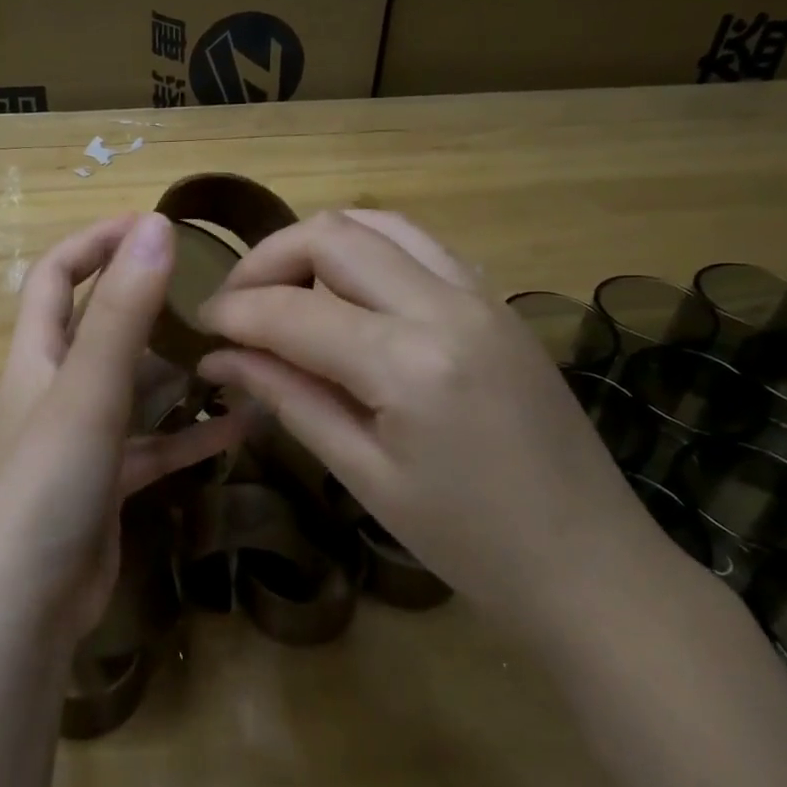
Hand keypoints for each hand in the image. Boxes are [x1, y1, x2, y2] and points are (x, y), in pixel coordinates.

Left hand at [0, 213, 247, 641]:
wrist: (25, 607)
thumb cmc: (45, 486)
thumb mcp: (87, 391)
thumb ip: (122, 311)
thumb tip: (155, 226)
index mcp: (36, 356)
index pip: (55, 275)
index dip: (95, 241)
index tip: (152, 223)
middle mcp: (55, 390)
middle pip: (99, 327)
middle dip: (146, 302)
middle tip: (211, 288)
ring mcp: (82, 440)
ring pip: (134, 388)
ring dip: (178, 370)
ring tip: (236, 350)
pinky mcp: (107, 484)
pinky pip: (155, 447)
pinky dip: (191, 435)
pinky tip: (243, 427)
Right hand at [195, 210, 657, 631]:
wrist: (589, 563)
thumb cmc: (467, 541)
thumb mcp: (363, 474)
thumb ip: (287, 397)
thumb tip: (219, 357)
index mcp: (409, 362)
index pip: (292, 311)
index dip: (232, 313)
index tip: (197, 327)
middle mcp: (446, 305)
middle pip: (331, 235)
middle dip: (265, 261)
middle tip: (234, 306)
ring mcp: (480, 294)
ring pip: (377, 224)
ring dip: (315, 246)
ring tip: (283, 292)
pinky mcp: (496, 301)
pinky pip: (418, 246)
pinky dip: (366, 254)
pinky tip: (346, 297)